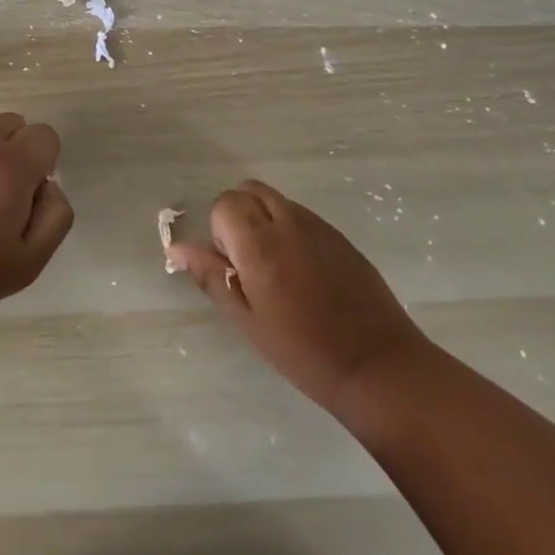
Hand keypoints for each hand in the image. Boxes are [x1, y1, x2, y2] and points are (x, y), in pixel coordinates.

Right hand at [169, 180, 425, 419]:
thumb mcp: (246, 319)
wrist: (376, 365)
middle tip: (247, 264)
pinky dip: (290, 230)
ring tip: (276, 271)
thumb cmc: (302, 350)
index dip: (220, 230)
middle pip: (250, 190)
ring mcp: (319, 226)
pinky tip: (302, 274)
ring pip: (277, 200)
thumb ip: (211, 275)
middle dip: (239, 215)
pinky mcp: (340, 236)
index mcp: (261, 243)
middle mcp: (289, 222)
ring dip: (264, 220)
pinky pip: (302, 216)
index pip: (226, 202)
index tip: (232, 266)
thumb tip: (177, 247)